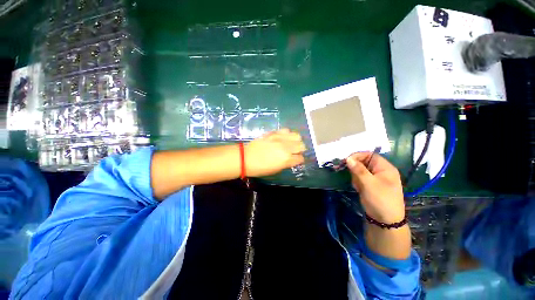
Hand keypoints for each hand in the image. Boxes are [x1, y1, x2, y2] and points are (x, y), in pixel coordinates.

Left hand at [245, 128, 305, 176]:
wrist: (246, 158)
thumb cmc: (260, 168)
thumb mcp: (276, 170)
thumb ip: (287, 163)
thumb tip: (292, 159)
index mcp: (286, 159)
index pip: (301, 158)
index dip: (299, 159)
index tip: (297, 160)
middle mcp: (286, 147)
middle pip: (302, 145)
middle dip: (300, 149)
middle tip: (294, 152)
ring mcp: (280, 138)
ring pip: (297, 135)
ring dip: (295, 140)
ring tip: (290, 143)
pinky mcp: (274, 133)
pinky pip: (286, 130)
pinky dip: (287, 134)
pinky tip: (283, 138)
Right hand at [346, 152, 404, 223]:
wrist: (385, 221)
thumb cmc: (380, 199)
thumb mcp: (369, 183)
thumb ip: (358, 169)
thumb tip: (348, 158)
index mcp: (385, 168)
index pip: (370, 155)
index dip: (358, 156)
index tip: (346, 161)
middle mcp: (380, 171)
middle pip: (363, 163)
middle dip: (356, 169)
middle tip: (353, 177)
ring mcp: (375, 178)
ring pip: (360, 171)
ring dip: (356, 177)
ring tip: (358, 186)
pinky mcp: (370, 185)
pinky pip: (360, 178)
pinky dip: (357, 182)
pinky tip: (359, 189)